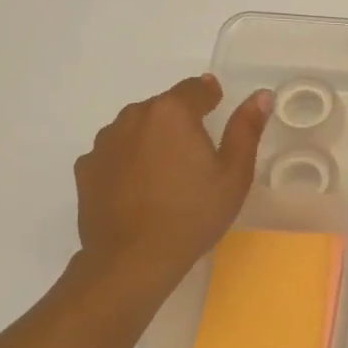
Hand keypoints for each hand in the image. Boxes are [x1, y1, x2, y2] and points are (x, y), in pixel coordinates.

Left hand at [70, 75, 270, 298]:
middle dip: (180, 121)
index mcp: (172, 113)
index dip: (209, 96)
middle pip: (163, 107)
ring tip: (167, 175)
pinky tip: (140, 189)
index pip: (195, 88)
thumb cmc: (193, 214)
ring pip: (136, 128)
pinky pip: (114, 153)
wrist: (133, 259)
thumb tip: (261, 95)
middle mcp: (134, 117)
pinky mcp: (86, 167)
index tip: (217, 107)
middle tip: (196, 155)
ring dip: (152, 140)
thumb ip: (246, 129)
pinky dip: (128, 162)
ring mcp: (104, 142)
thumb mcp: (234, 175)